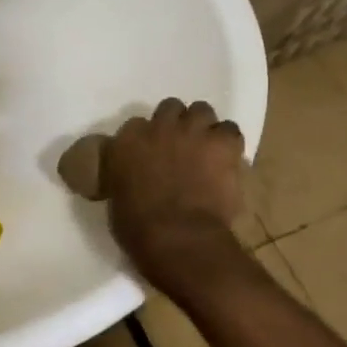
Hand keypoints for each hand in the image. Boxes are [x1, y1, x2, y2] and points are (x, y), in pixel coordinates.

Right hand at [105, 98, 245, 286]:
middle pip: (170, 108)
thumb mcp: (117, 197)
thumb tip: (132, 177)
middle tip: (179, 146)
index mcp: (128, 141)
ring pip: (201, 110)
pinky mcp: (223, 143)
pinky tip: (226, 157)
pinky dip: (228, 142)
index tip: (150, 154)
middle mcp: (159, 126)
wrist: (179, 238)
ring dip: (202, 126)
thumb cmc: (139, 227)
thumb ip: (124, 176)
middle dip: (175, 124)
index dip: (146, 139)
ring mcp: (193, 131)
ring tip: (206, 147)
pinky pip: (230, 129)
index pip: (135, 126)